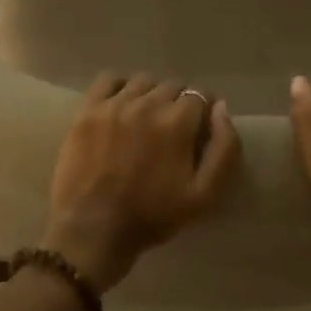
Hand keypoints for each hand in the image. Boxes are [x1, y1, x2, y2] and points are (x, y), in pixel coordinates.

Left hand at [44, 74, 241, 290]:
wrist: (93, 230)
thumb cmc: (152, 217)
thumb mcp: (204, 195)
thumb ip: (224, 149)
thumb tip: (221, 108)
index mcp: (177, 122)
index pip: (200, 95)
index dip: (202, 113)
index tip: (197, 131)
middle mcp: (147, 104)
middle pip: (172, 87)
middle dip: (177, 105)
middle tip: (170, 132)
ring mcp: (114, 104)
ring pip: (142, 82)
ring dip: (150, 95)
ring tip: (144, 120)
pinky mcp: (87, 110)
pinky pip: (107, 79)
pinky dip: (118, 86)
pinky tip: (120, 105)